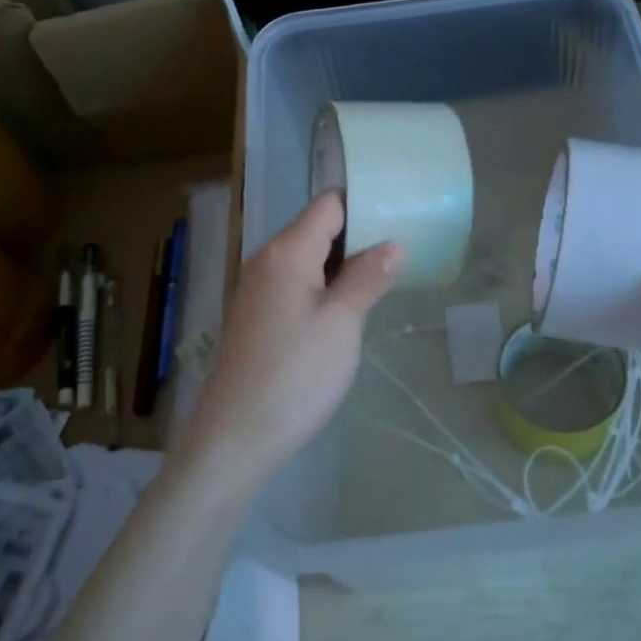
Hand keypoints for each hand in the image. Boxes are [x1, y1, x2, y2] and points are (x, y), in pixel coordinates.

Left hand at [180, 192, 400, 490]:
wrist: (237, 436)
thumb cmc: (295, 375)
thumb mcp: (342, 323)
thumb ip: (367, 277)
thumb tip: (393, 243)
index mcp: (286, 252)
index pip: (328, 205)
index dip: (363, 204)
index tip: (401, 212)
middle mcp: (267, 260)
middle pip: (317, 228)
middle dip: (359, 233)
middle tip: (404, 246)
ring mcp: (259, 289)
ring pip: (308, 258)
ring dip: (344, 263)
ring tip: (386, 273)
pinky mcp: (258, 316)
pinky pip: (297, 283)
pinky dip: (325, 285)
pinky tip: (350, 305)